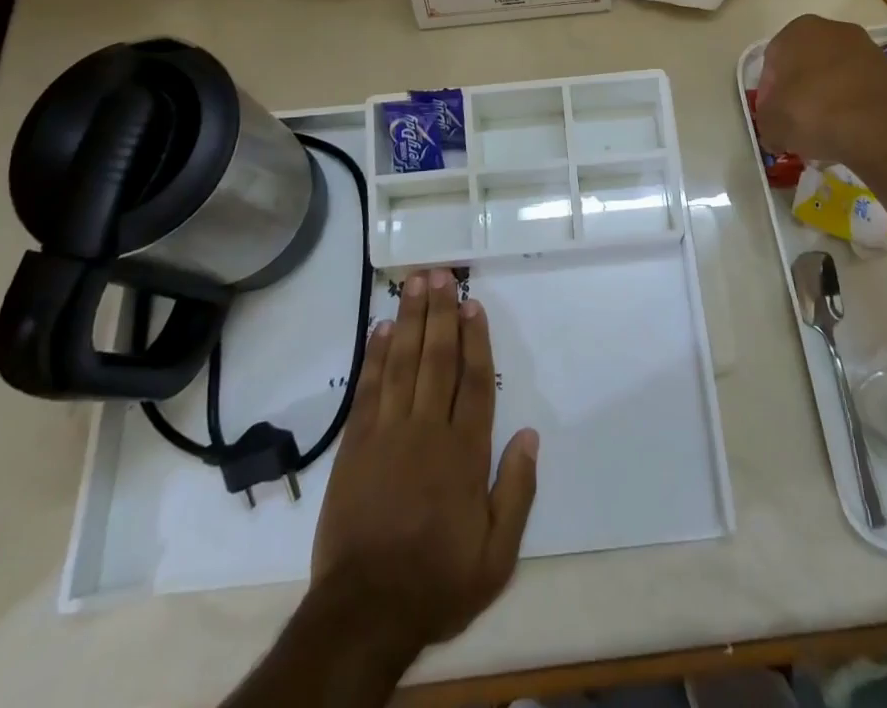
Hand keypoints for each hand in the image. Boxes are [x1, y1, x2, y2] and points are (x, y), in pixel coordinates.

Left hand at [308, 268, 538, 664]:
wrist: (365, 612)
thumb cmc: (438, 581)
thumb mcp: (497, 555)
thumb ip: (517, 491)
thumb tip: (530, 435)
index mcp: (465, 453)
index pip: (474, 381)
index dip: (474, 339)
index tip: (472, 304)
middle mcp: (427, 430)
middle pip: (436, 359)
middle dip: (439, 313)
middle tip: (440, 274)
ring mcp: (388, 434)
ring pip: (402, 363)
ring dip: (408, 320)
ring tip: (413, 284)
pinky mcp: (355, 446)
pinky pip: (368, 389)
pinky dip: (374, 356)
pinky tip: (380, 329)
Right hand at [754, 14, 886, 170]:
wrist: (880, 131)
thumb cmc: (814, 114)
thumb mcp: (771, 125)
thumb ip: (766, 121)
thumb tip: (775, 130)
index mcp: (798, 30)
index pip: (772, 62)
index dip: (768, 93)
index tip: (773, 118)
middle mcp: (834, 29)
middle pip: (806, 64)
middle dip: (799, 91)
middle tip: (796, 123)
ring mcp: (868, 48)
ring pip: (835, 75)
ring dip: (827, 97)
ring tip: (825, 130)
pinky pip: (861, 88)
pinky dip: (853, 104)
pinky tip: (850, 130)